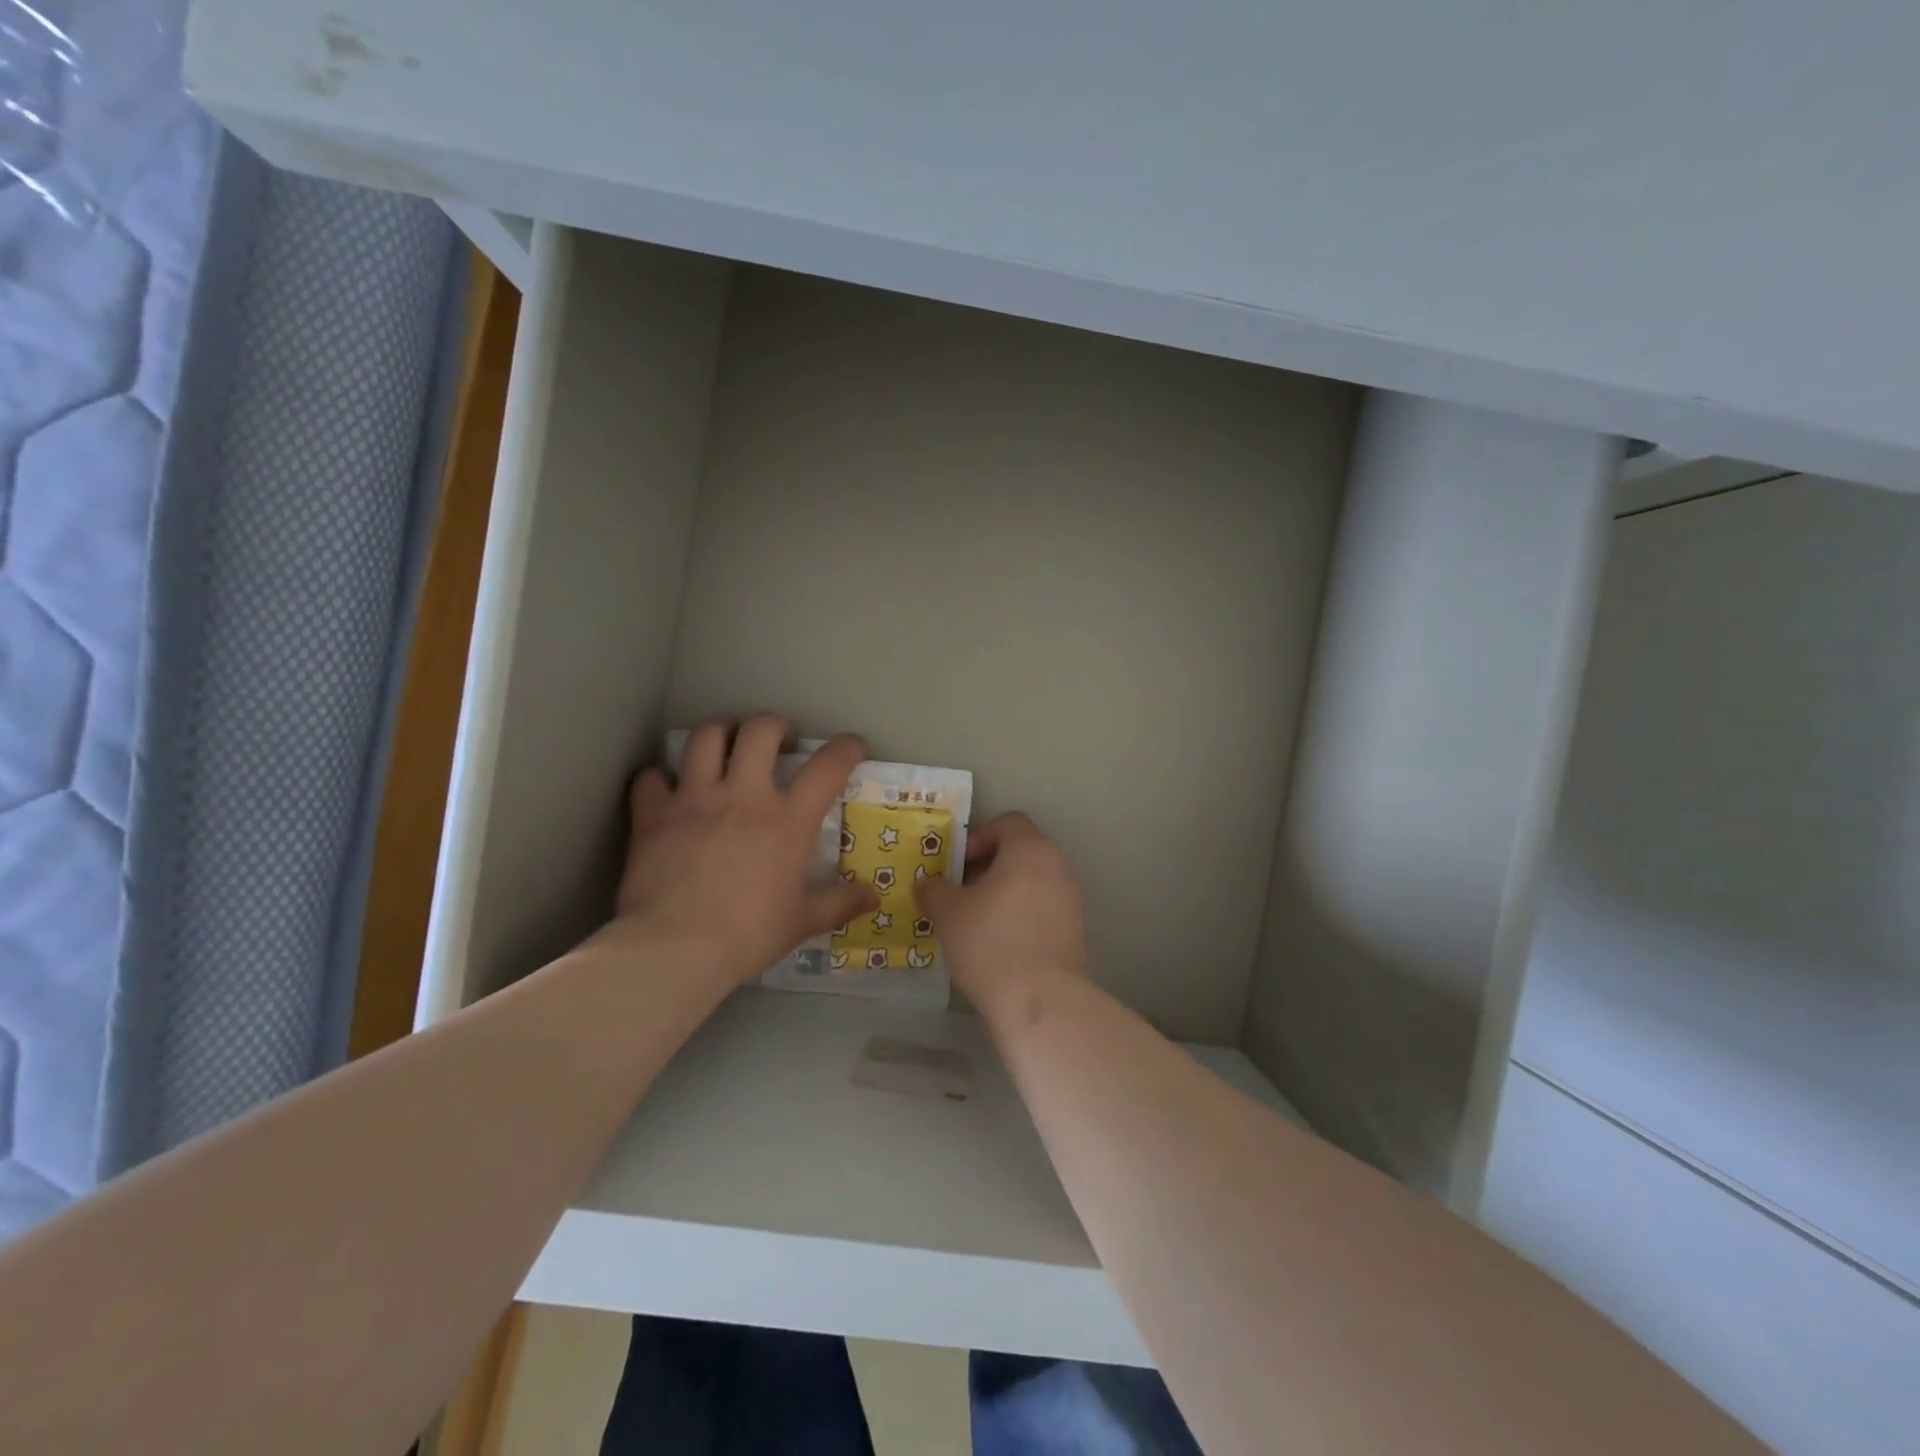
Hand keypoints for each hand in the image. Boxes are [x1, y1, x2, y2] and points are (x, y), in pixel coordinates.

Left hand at [610, 716, 877, 988]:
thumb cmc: (749, 934)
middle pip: (761, 730)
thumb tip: (873, 895)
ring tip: (727, 746)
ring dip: (721, 733)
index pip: (828, 766)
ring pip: (706, 737)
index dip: (846, 748)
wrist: (676, 948)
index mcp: (788, 820)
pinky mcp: (654, 814)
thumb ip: (840, 903)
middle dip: (775, 726)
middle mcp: (744, 795)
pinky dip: (660, 777)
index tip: (851, 747)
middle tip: (778, 742)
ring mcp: (695, 799)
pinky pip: (652, 776)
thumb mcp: (803, 922)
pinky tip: (667, 789)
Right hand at [915, 811, 1087, 1017]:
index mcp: (1030, 850)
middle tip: (961, 893)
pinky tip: (1000, 945)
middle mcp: (1058, 867)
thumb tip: (926, 884)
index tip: (958, 866)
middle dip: (988, 867)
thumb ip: (934, 890)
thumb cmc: (990, 942)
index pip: (1008, 822)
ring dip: (1005, 893)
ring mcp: (1072, 900)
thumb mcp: (948, 912)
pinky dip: (1022, 916)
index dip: (978, 837)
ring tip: (977, 921)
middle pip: (1021, 852)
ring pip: (1033, 882)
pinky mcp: (1076, 932)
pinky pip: (1044, 909)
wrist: (1040, 1000)